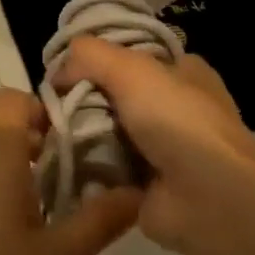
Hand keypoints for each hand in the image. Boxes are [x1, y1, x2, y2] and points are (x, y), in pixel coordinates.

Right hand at [53, 40, 254, 254]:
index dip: (95, 60)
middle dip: (79, 101)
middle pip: (112, 96)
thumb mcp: (132, 69)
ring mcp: (159, 150)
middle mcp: (173, 108)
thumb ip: (89, 56)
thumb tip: (57, 72)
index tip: (60, 72)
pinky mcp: (144, 186)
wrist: (208, 199)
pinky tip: (58, 165)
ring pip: (104, 134)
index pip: (129, 56)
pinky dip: (82, 169)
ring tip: (46, 138)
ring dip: (76, 137)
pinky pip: (103, 170)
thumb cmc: (177, 122)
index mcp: (182, 73)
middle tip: (46, 109)